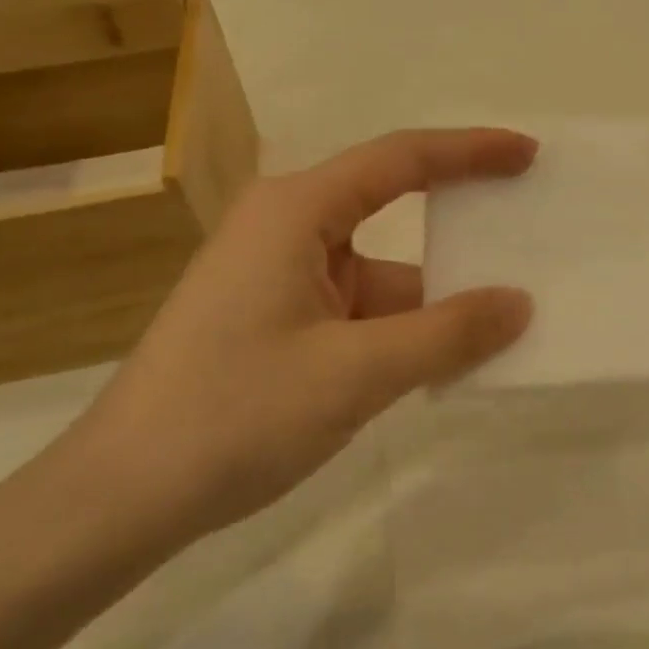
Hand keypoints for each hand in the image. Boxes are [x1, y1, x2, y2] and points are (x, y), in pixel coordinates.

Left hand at [77, 129, 536, 542]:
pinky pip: (359, 308)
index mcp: (296, 210)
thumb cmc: (235, 415)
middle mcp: (287, 227)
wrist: (120, 497)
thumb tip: (520, 304)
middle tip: (528, 229)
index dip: (471, 151)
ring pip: (379, 272)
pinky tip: (447, 358)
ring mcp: (279, 276)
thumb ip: (447, 335)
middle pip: (392, 209)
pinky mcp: (277, 319)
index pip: (401, 158)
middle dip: (458, 225)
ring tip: (509, 313)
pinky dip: (402, 329)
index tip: (528, 155)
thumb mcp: (356, 374)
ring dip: (433, 298)